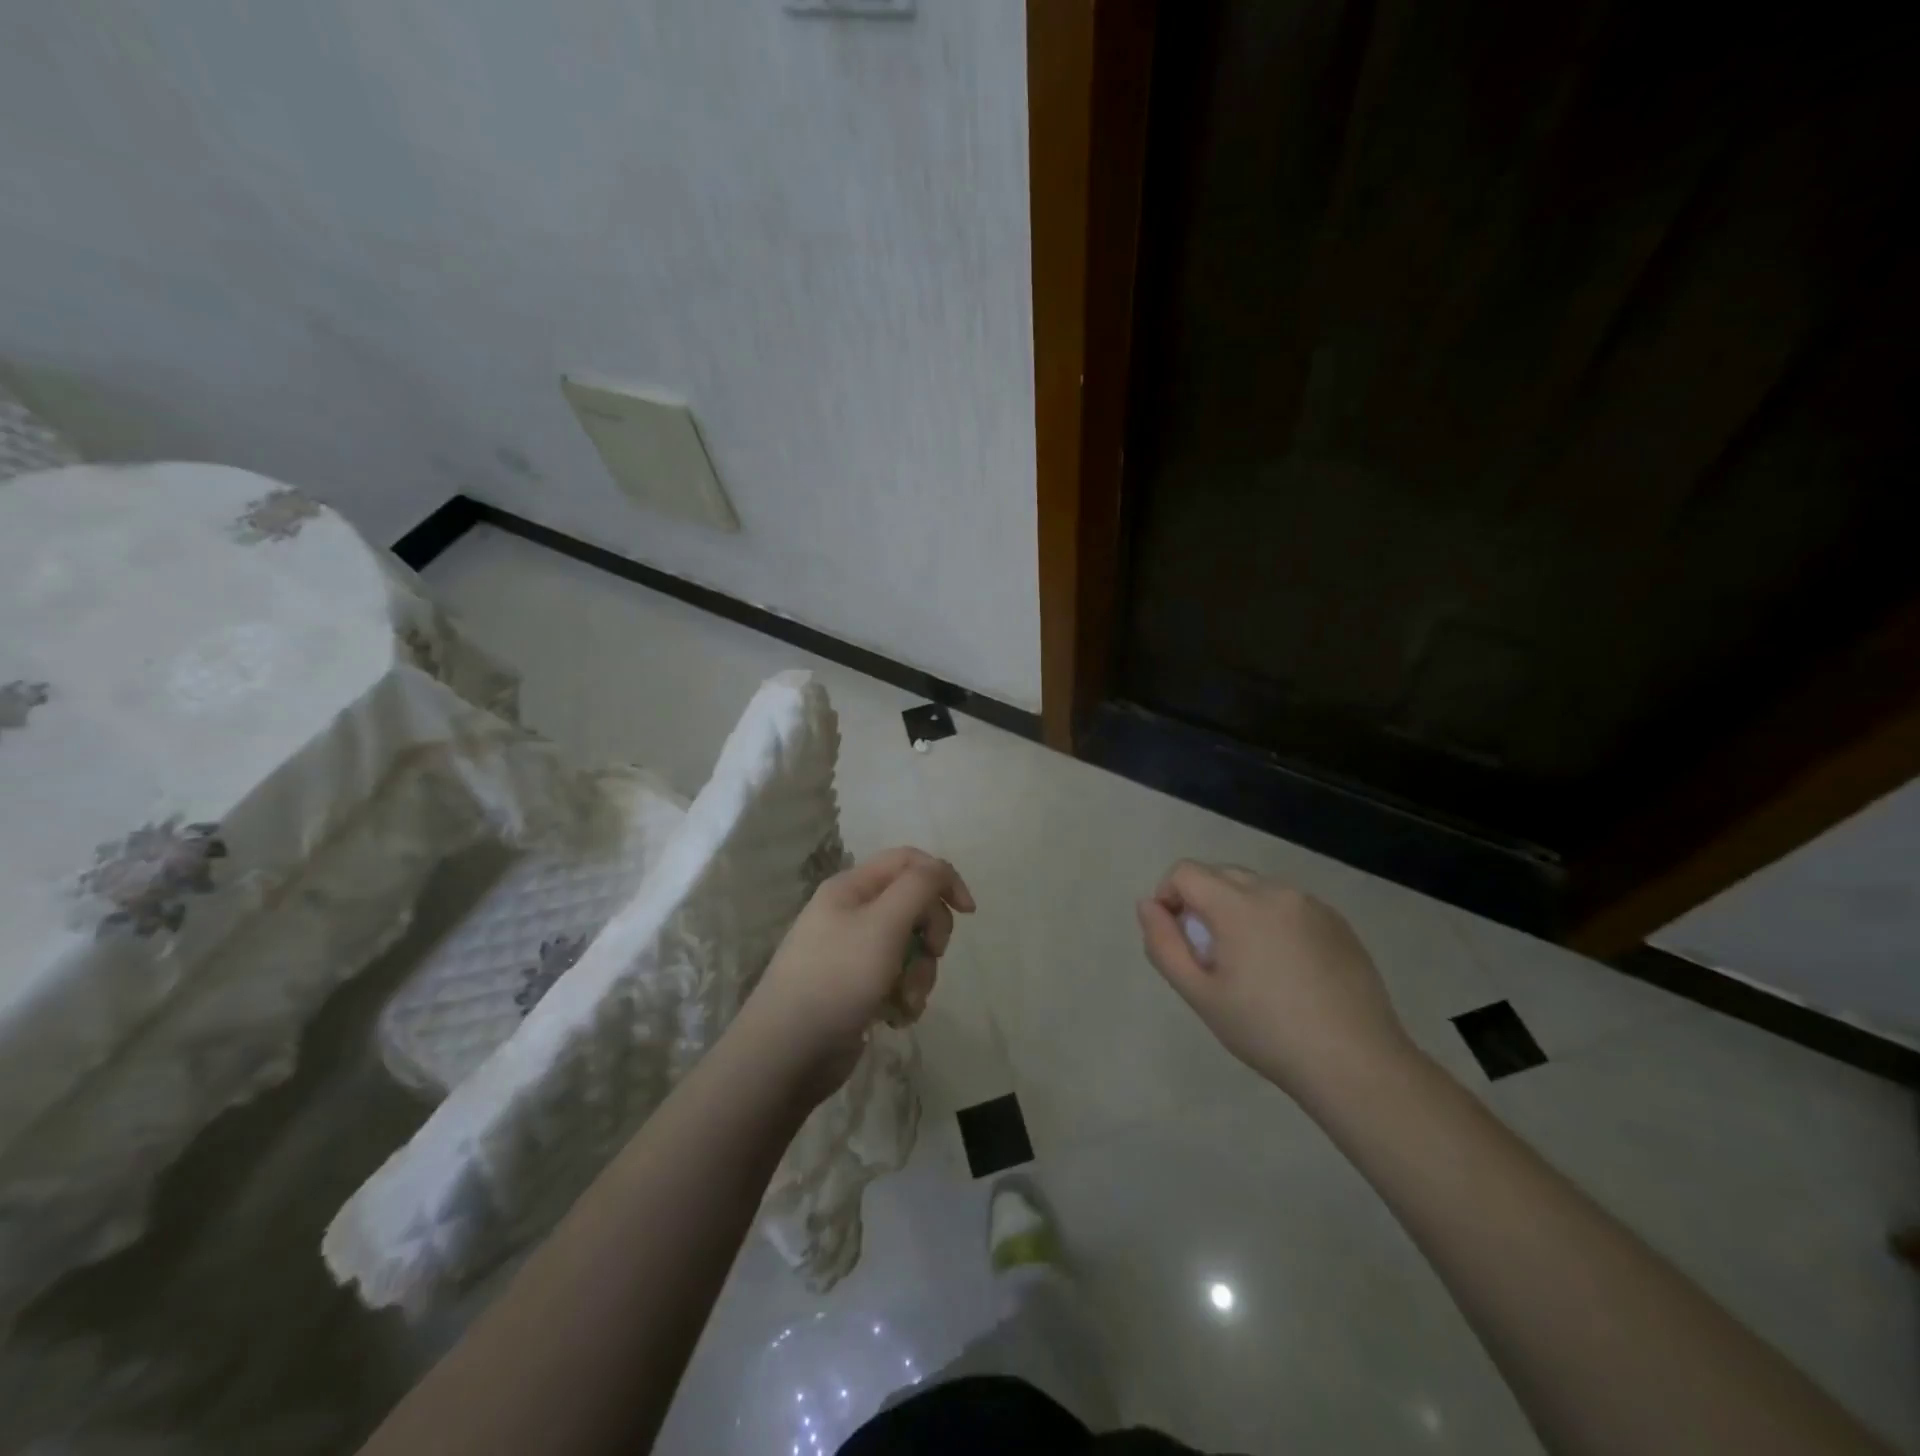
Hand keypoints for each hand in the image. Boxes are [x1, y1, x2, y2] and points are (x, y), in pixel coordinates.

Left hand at [739, 847, 973, 1102]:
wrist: (787, 1053)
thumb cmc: (837, 978)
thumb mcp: (883, 923)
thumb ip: (919, 887)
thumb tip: (940, 871)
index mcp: (852, 887)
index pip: (909, 862)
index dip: (943, 878)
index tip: (968, 912)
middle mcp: (852, 913)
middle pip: (914, 905)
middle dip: (931, 934)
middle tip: (932, 955)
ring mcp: (853, 952)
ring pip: (910, 947)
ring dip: (919, 973)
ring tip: (905, 1001)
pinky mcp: (857, 988)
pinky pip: (897, 979)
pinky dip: (904, 996)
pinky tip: (894, 1017)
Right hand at [1137, 861, 1414, 1100]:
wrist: (1355, 1063)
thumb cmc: (1266, 1031)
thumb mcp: (1200, 994)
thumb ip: (1164, 944)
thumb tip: (1148, 906)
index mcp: (1238, 904)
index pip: (1185, 872)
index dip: (1168, 896)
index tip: (1176, 938)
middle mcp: (1275, 891)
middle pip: (1220, 875)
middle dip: (1202, 903)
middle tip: (1210, 956)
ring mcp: (1312, 905)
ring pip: (1256, 890)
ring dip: (1238, 911)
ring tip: (1251, 966)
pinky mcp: (1338, 923)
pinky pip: (1290, 907)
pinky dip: (1273, 923)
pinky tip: (1288, 971)